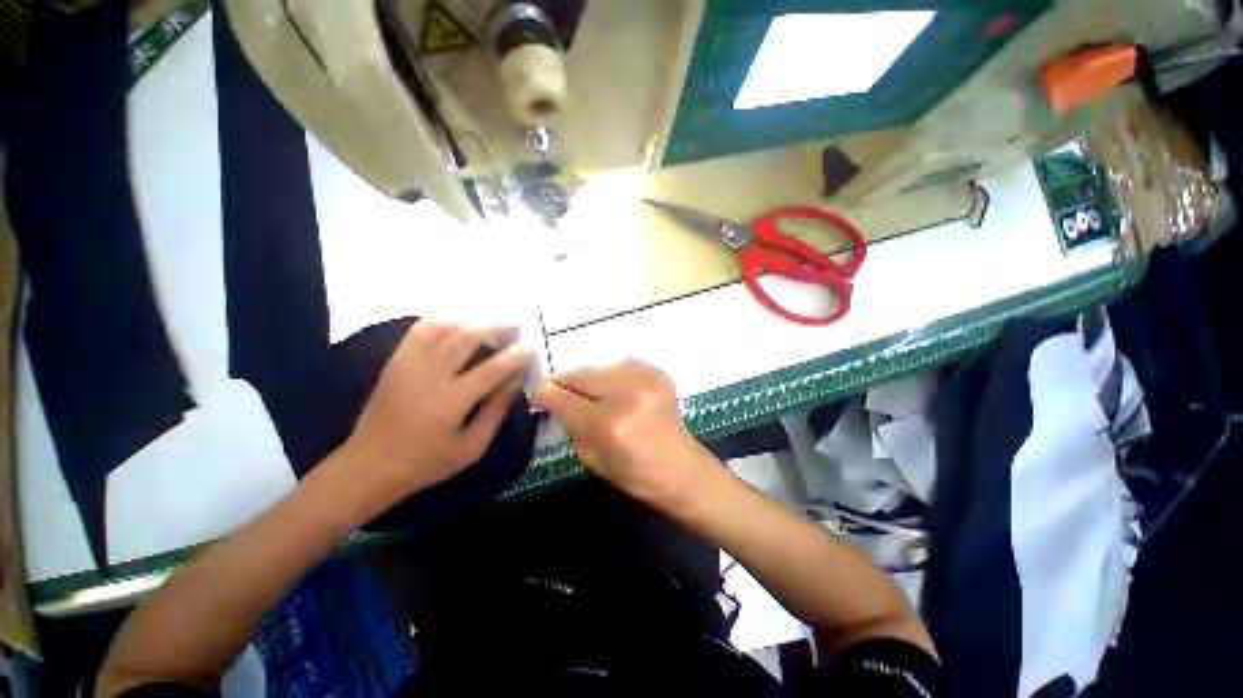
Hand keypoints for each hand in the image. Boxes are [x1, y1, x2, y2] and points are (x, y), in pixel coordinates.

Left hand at [342, 322, 533, 512]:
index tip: (532, 347)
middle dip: (496, 324)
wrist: (368, 466)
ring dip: (472, 316)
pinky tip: (460, 317)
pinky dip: (444, 318)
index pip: (492, 369)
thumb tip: (516, 380)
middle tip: (516, 322)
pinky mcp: (396, 361)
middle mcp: (429, 376)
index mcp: (451, 402)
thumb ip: (496, 410)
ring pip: (443, 326)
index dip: (516, 355)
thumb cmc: (426, 463)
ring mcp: (408, 364)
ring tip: (492, 315)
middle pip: (466, 337)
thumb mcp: (472, 447)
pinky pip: (420, 329)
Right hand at [533, 360, 717, 507]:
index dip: (545, 395)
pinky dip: (612, 375)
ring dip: (590, 379)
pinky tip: (615, 389)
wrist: (683, 470)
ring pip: (600, 366)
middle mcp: (626, 394)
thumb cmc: (637, 476)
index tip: (539, 396)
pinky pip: (622, 365)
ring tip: (590, 392)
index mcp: (608, 423)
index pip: (563, 398)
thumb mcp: (593, 459)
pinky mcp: (658, 374)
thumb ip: (571, 426)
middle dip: (565, 382)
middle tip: (560, 390)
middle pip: (580, 374)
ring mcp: (645, 380)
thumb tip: (557, 403)